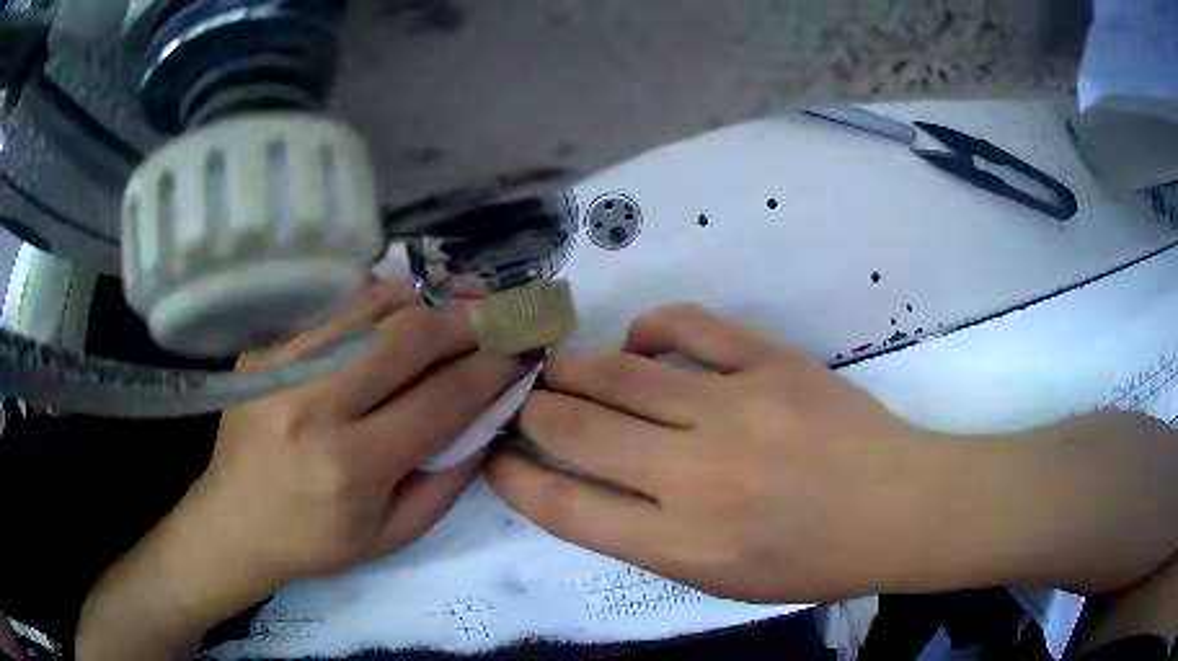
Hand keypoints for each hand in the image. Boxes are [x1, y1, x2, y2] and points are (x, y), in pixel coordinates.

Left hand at [158, 280, 525, 623]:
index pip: (441, 399)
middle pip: (406, 338)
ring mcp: (281, 369)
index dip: (490, 368)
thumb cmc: (317, 541)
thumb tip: (488, 417)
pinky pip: (331, 311)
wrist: (234, 522)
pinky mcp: (263, 352)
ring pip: (368, 309)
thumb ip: (448, 479)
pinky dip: (375, 303)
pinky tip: (399, 308)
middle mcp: (314, 407)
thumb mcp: (394, 535)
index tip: (520, 351)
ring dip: (423, 301)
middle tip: (496, 313)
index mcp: (353, 467)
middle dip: (465, 319)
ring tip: (455, 301)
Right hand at [488, 304, 962, 602]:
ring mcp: (737, 410)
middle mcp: (697, 477)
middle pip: (574, 429)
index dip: (512, 476)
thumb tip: (590, 483)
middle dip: (530, 411)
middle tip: (522, 402)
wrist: (899, 508)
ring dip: (572, 367)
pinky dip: (648, 330)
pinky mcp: (772, 362)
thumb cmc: (811, 561)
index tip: (495, 456)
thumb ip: (647, 536)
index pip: (562, 506)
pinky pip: (688, 326)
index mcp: (681, 545)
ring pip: (618, 373)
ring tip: (558, 367)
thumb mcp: (718, 579)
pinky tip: (639, 343)